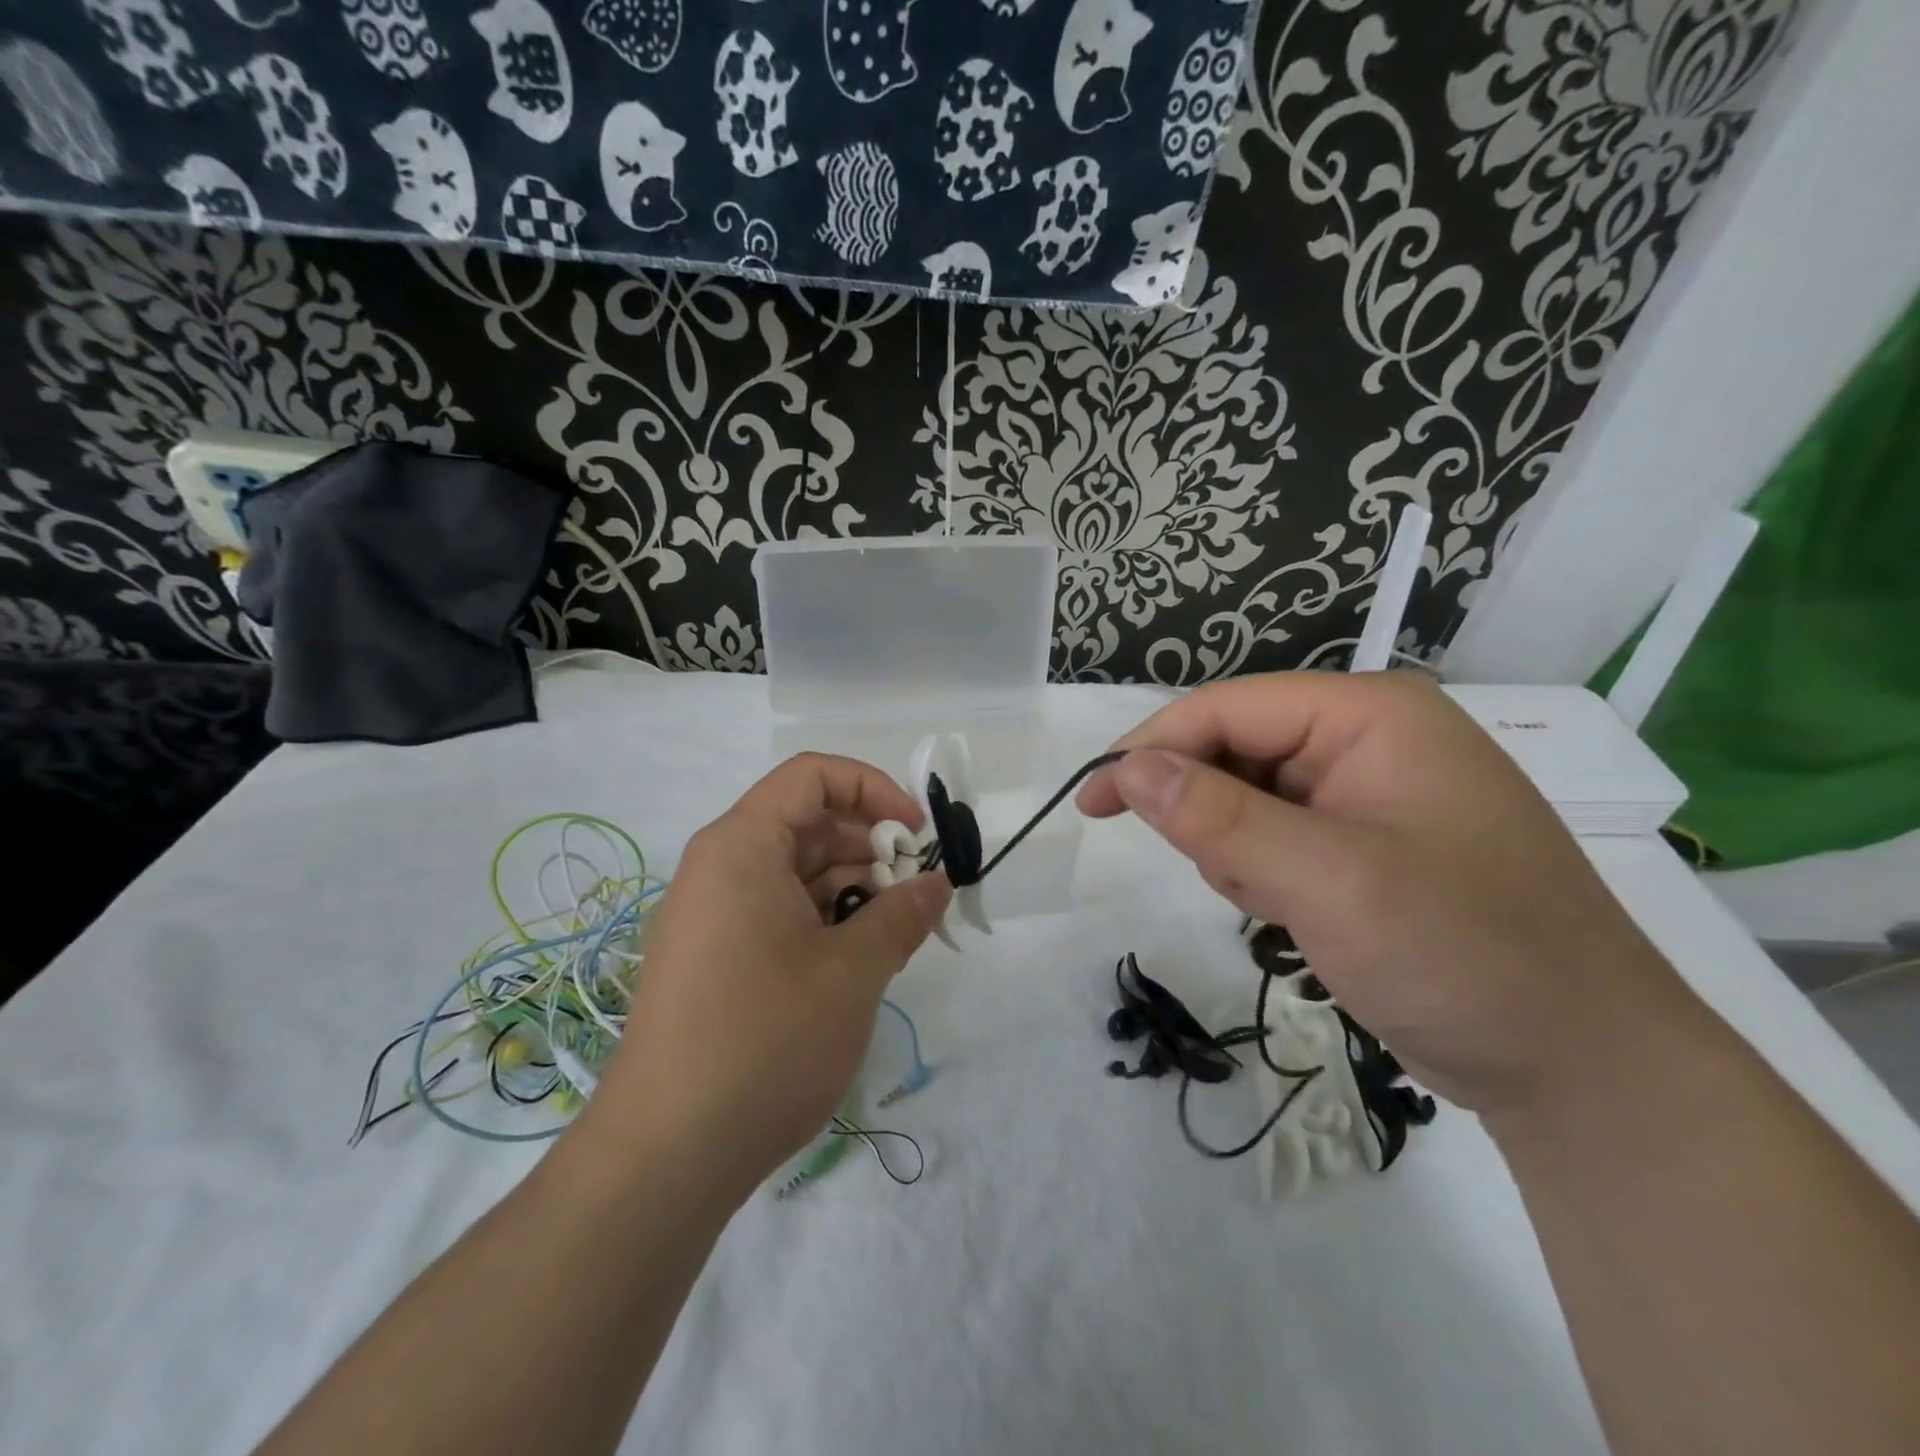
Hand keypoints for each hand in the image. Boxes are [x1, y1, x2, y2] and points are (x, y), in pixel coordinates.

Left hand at [584, 754, 950, 1205]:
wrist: (665, 1157)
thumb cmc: (765, 1041)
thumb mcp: (853, 972)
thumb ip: (902, 915)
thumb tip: (935, 885)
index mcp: (742, 846)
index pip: (813, 776)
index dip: (874, 789)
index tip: (916, 836)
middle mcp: (719, 868)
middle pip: (808, 825)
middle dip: (871, 849)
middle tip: (916, 898)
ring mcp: (712, 916)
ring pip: (796, 875)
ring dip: (853, 892)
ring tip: (895, 938)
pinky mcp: (714, 960)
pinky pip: (778, 915)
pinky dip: (824, 924)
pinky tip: (858, 966)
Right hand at [1077, 672, 1699, 1116]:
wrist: (1582, 1072)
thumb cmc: (1465, 954)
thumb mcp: (1329, 881)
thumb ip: (1219, 818)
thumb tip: (1128, 768)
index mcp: (1372, 716)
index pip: (1229, 707)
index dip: (1153, 748)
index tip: (1093, 801)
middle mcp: (1370, 740)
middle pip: (1237, 751)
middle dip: (1213, 815)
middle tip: (1236, 881)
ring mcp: (1369, 794)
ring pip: (1248, 799)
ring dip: (1240, 853)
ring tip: (1288, 908)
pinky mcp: (1364, 844)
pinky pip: (1275, 837)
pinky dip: (1264, 874)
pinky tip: (1300, 917)